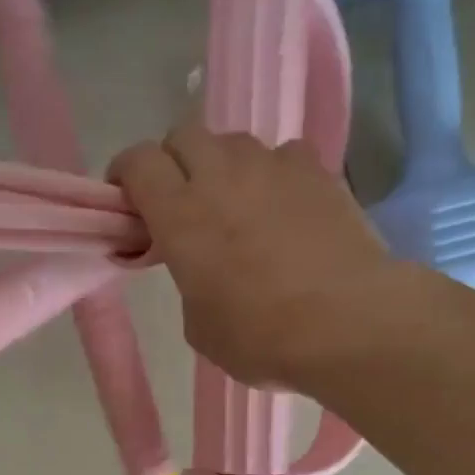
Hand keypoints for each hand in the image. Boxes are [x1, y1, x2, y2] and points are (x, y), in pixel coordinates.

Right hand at [110, 122, 399, 390]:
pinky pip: (281, 156)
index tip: (126, 201)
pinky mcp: (318, 172)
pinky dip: (270, 174)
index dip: (125, 175)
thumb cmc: (260, 338)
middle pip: (183, 136)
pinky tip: (280, 208)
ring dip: (221, 166)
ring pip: (233, 143)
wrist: (348, 323)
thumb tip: (203, 265)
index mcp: (181, 215)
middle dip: (172, 164)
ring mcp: (274, 167)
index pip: (138, 162)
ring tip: (234, 206)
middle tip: (179, 203)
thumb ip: (189, 281)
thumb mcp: (200, 326)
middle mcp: (222, 176)